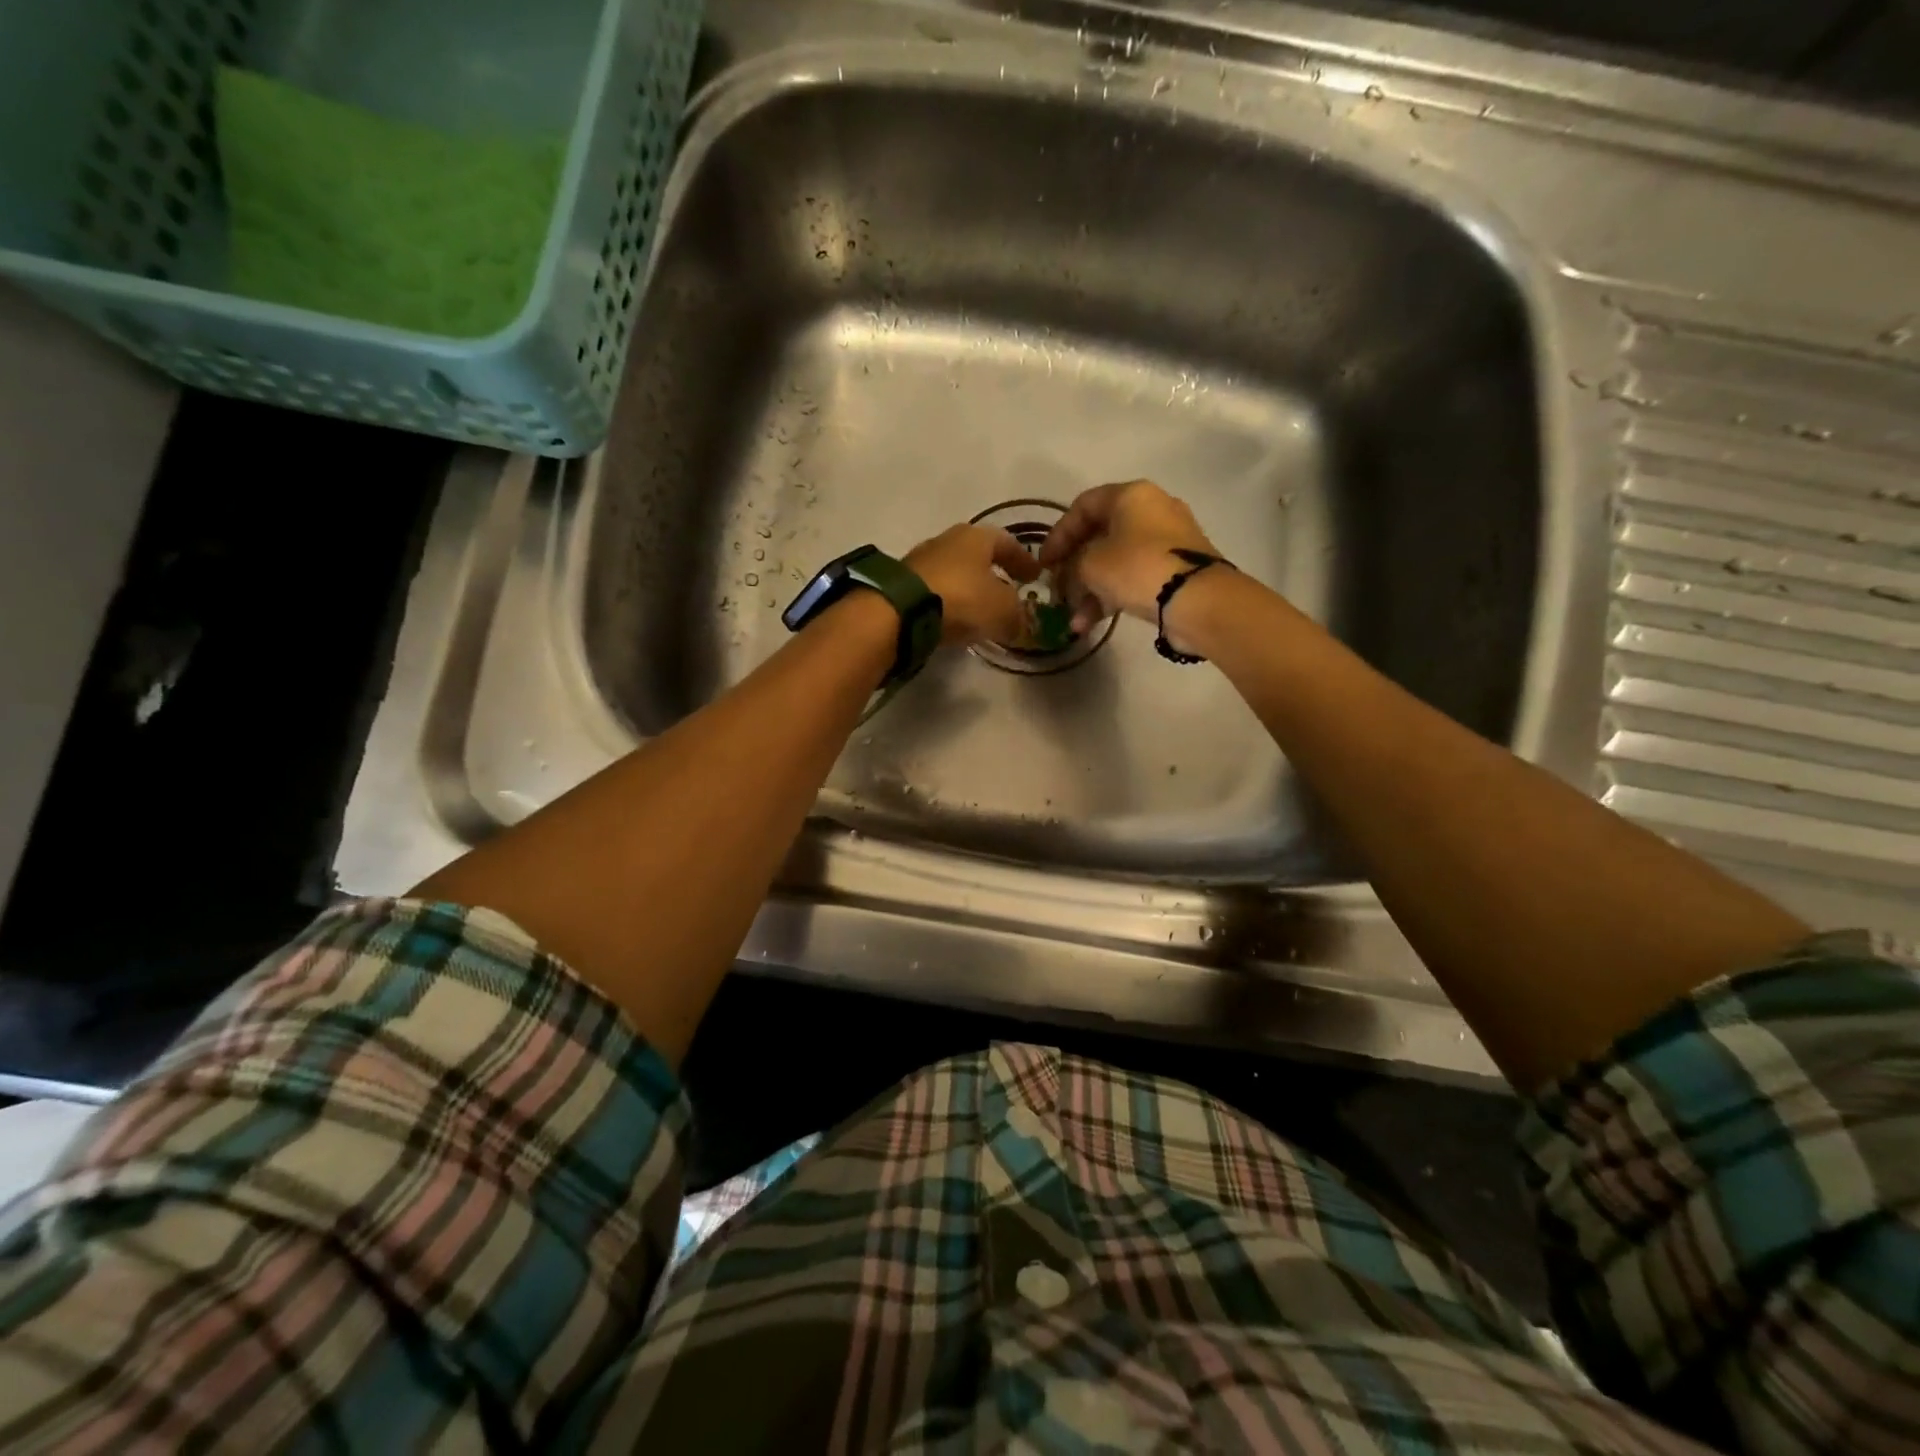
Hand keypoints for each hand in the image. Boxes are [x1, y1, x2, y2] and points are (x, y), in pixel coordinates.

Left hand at [905, 523, 1040, 646]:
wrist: (900, 610)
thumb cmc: (962, 598)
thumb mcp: (1002, 610)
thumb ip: (1016, 616)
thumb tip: (1019, 624)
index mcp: (977, 536)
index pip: (1008, 543)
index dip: (1024, 560)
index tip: (1036, 576)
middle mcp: (948, 540)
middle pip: (978, 555)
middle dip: (995, 573)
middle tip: (1009, 591)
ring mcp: (921, 560)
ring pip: (956, 572)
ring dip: (971, 588)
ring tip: (982, 610)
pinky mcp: (903, 583)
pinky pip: (937, 590)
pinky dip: (950, 602)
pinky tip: (955, 619)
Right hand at [1038, 480, 1218, 632]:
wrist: (1198, 600)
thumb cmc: (1137, 568)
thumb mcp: (1090, 565)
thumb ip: (1072, 565)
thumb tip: (1072, 575)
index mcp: (1130, 495)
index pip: (1083, 506)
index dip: (1058, 534)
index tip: (1044, 564)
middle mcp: (1152, 509)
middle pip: (1100, 535)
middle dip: (1074, 568)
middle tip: (1057, 591)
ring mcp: (1168, 541)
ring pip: (1116, 561)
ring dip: (1090, 591)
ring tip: (1074, 621)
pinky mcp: (1177, 569)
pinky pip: (1135, 577)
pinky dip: (1113, 596)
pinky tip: (1092, 625)